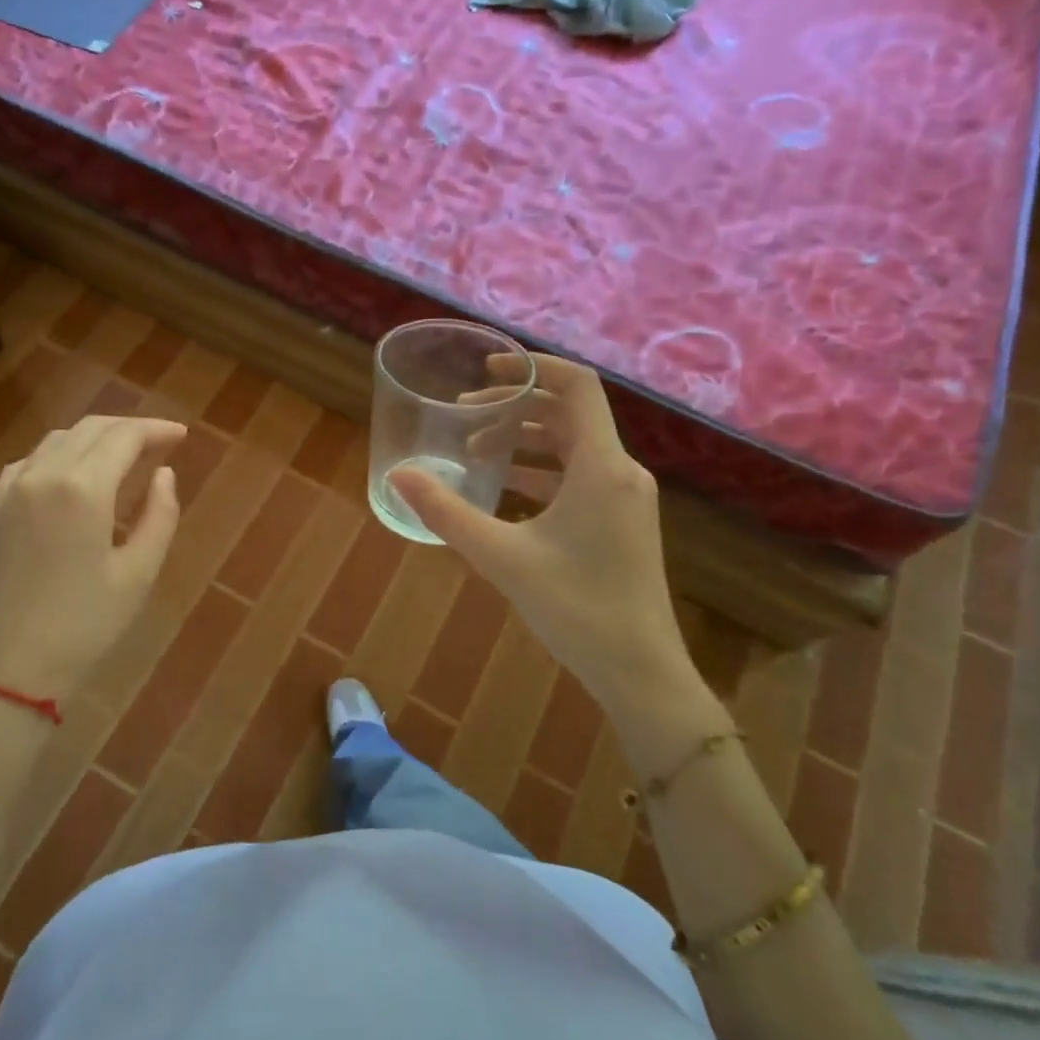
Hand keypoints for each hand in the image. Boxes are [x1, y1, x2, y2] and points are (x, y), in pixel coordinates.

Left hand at [0, 415, 186, 695]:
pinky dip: (60, 455)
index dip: (157, 430)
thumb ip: (159, 516)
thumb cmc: (81, 627)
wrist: (1, 671)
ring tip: (123, 457)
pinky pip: (30, 461)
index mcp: (82, 488)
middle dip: (129, 429)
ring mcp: (11, 489)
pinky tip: (73, 476)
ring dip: (95, 438)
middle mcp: (43, 474)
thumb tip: (164, 475)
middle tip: (160, 443)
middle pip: (90, 429)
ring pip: (58, 440)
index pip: (125, 436)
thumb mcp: (138, 574)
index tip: (182, 435)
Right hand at [392, 355, 722, 752]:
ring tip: (477, 449)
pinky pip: (579, 475)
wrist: (641, 674)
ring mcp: (624, 498)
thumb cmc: (577, 609)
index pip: (577, 385)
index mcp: (602, 467)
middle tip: (466, 414)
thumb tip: (398, 475)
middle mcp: (620, 471)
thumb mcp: (502, 557)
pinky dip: (541, 470)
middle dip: (516, 405)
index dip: (532, 366)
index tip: (486, 369)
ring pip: (573, 445)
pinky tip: (505, 489)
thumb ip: (447, 513)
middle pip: (570, 412)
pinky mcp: (621, 521)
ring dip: (526, 438)